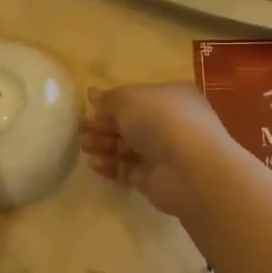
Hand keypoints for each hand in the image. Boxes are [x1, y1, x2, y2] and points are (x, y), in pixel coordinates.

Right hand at [80, 82, 236, 221]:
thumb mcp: (128, 99)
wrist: (189, 168)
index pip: (138, 98)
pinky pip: (129, 169)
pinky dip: (111, 166)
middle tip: (82, 130)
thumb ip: (108, 99)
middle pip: (131, 123)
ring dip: (105, 145)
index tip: (90, 108)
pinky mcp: (156, 179)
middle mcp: (170, 122)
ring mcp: (165, 152)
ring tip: (83, 147)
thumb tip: (93, 94)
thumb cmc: (160, 120)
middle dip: (105, 125)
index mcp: (170, 96)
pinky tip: (94, 165)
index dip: (113, 103)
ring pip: (128, 147)